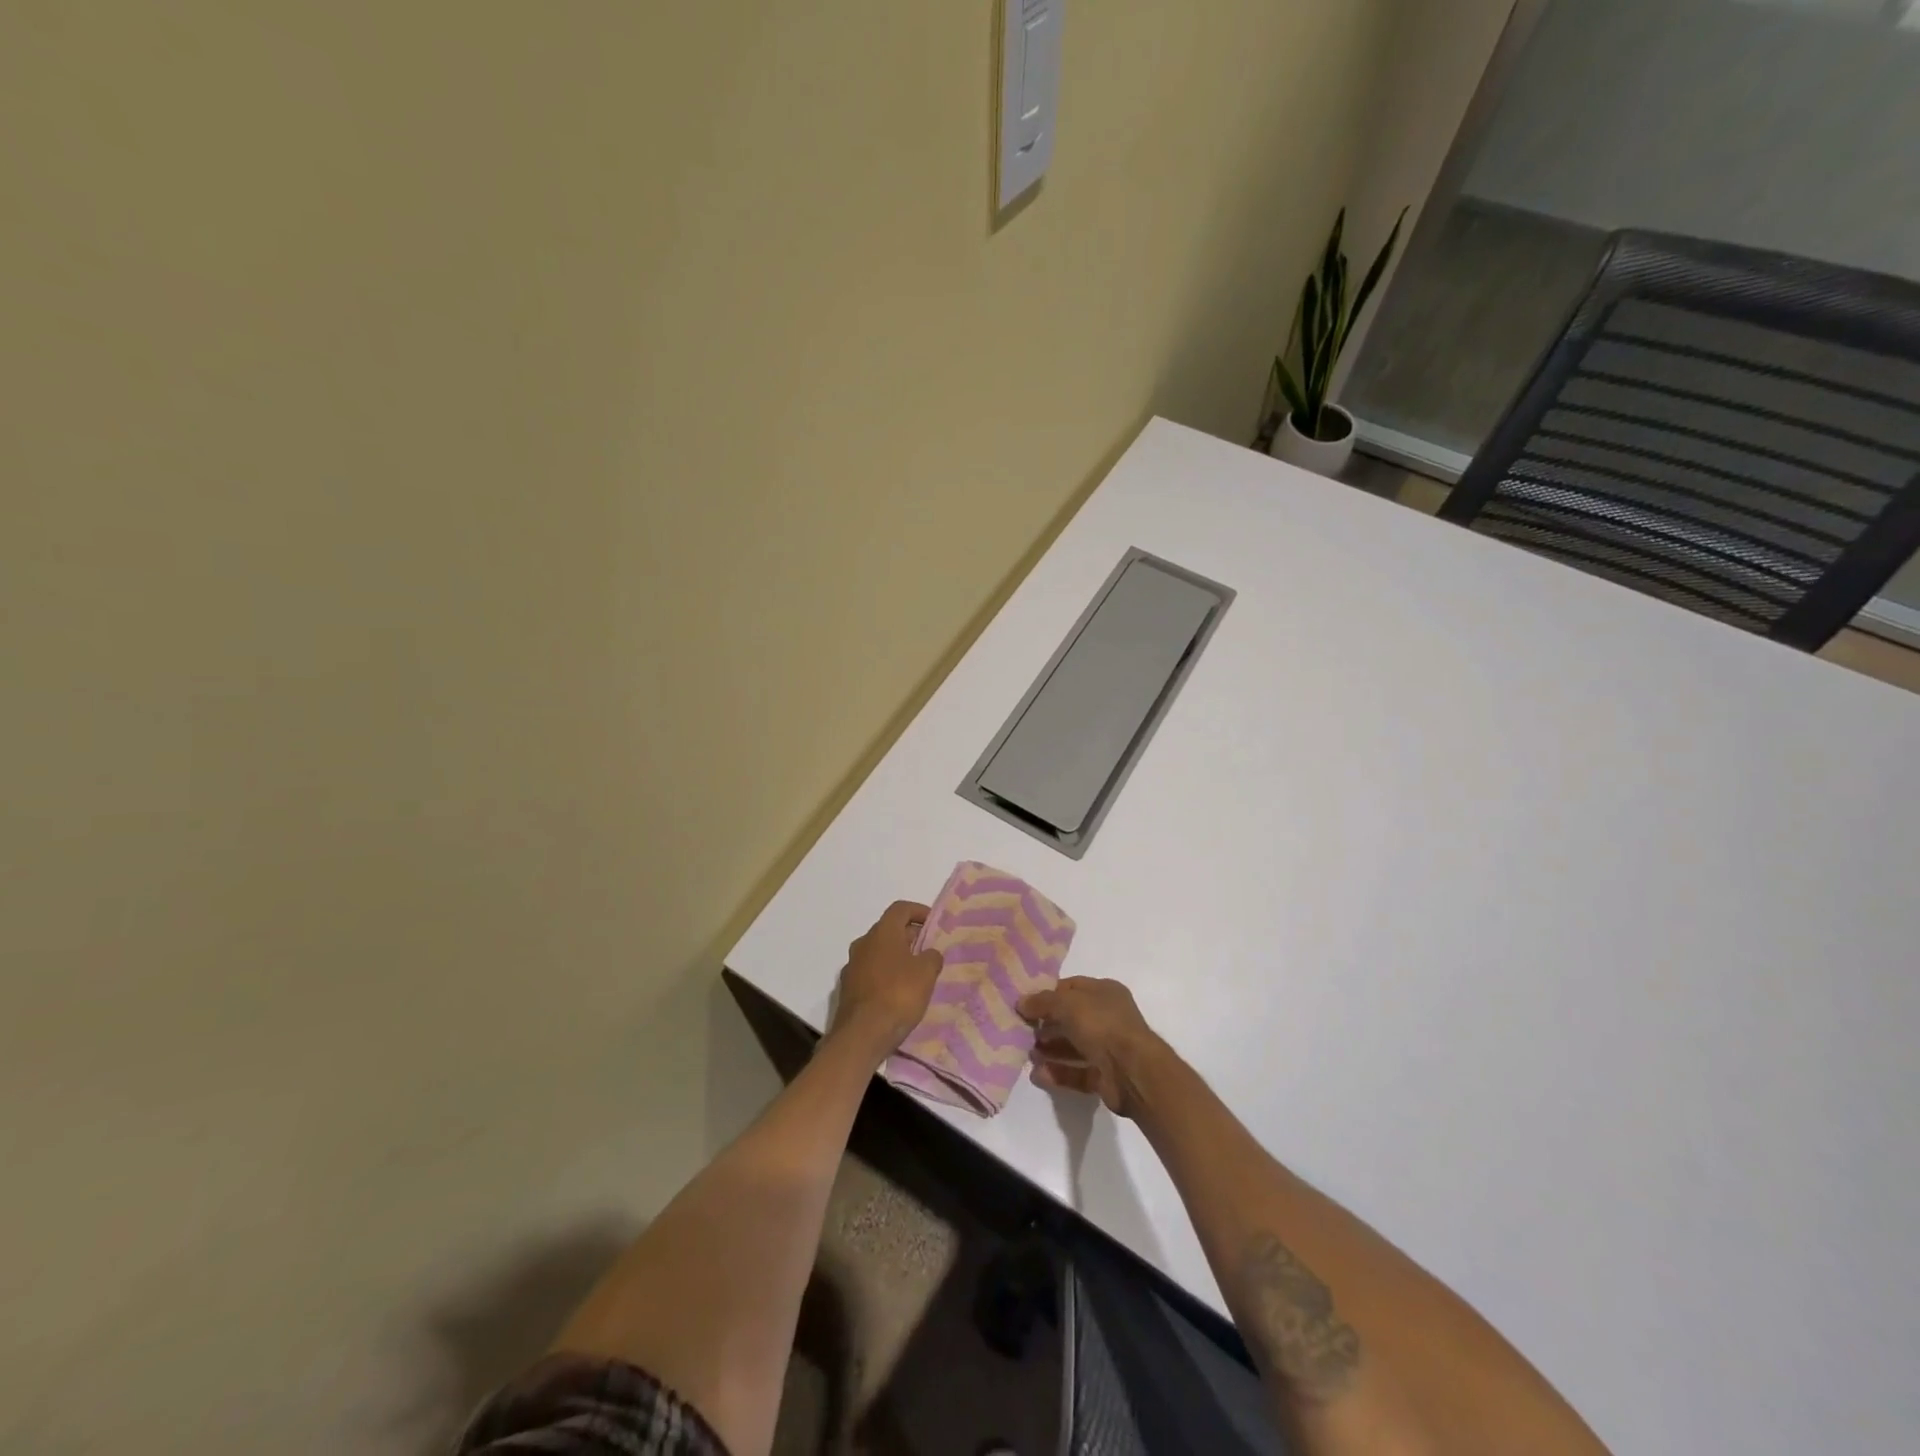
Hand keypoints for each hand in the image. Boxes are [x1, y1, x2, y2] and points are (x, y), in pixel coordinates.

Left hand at [829, 901, 943, 1061]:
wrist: (861, 1035)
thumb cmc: (898, 995)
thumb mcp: (926, 973)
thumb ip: (932, 957)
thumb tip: (929, 954)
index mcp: (882, 932)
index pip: (900, 909)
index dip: (919, 911)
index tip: (933, 923)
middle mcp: (863, 943)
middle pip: (888, 930)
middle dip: (909, 937)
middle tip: (928, 950)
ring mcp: (851, 966)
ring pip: (878, 953)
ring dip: (896, 957)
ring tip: (915, 974)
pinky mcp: (847, 989)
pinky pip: (870, 973)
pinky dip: (884, 976)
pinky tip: (897, 993)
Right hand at [1017, 976, 1168, 1119]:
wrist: (1133, 1071)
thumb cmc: (1102, 1025)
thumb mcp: (1067, 1004)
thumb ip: (1042, 1002)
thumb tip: (1021, 1002)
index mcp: (1105, 992)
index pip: (1071, 988)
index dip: (1048, 994)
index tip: (1025, 1004)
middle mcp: (1108, 1017)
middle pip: (1071, 1018)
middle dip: (1047, 1024)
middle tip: (1023, 1031)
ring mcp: (1108, 1048)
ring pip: (1073, 1046)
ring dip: (1050, 1049)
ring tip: (1028, 1054)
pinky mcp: (1105, 1076)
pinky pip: (1077, 1072)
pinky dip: (1058, 1073)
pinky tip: (1037, 1075)